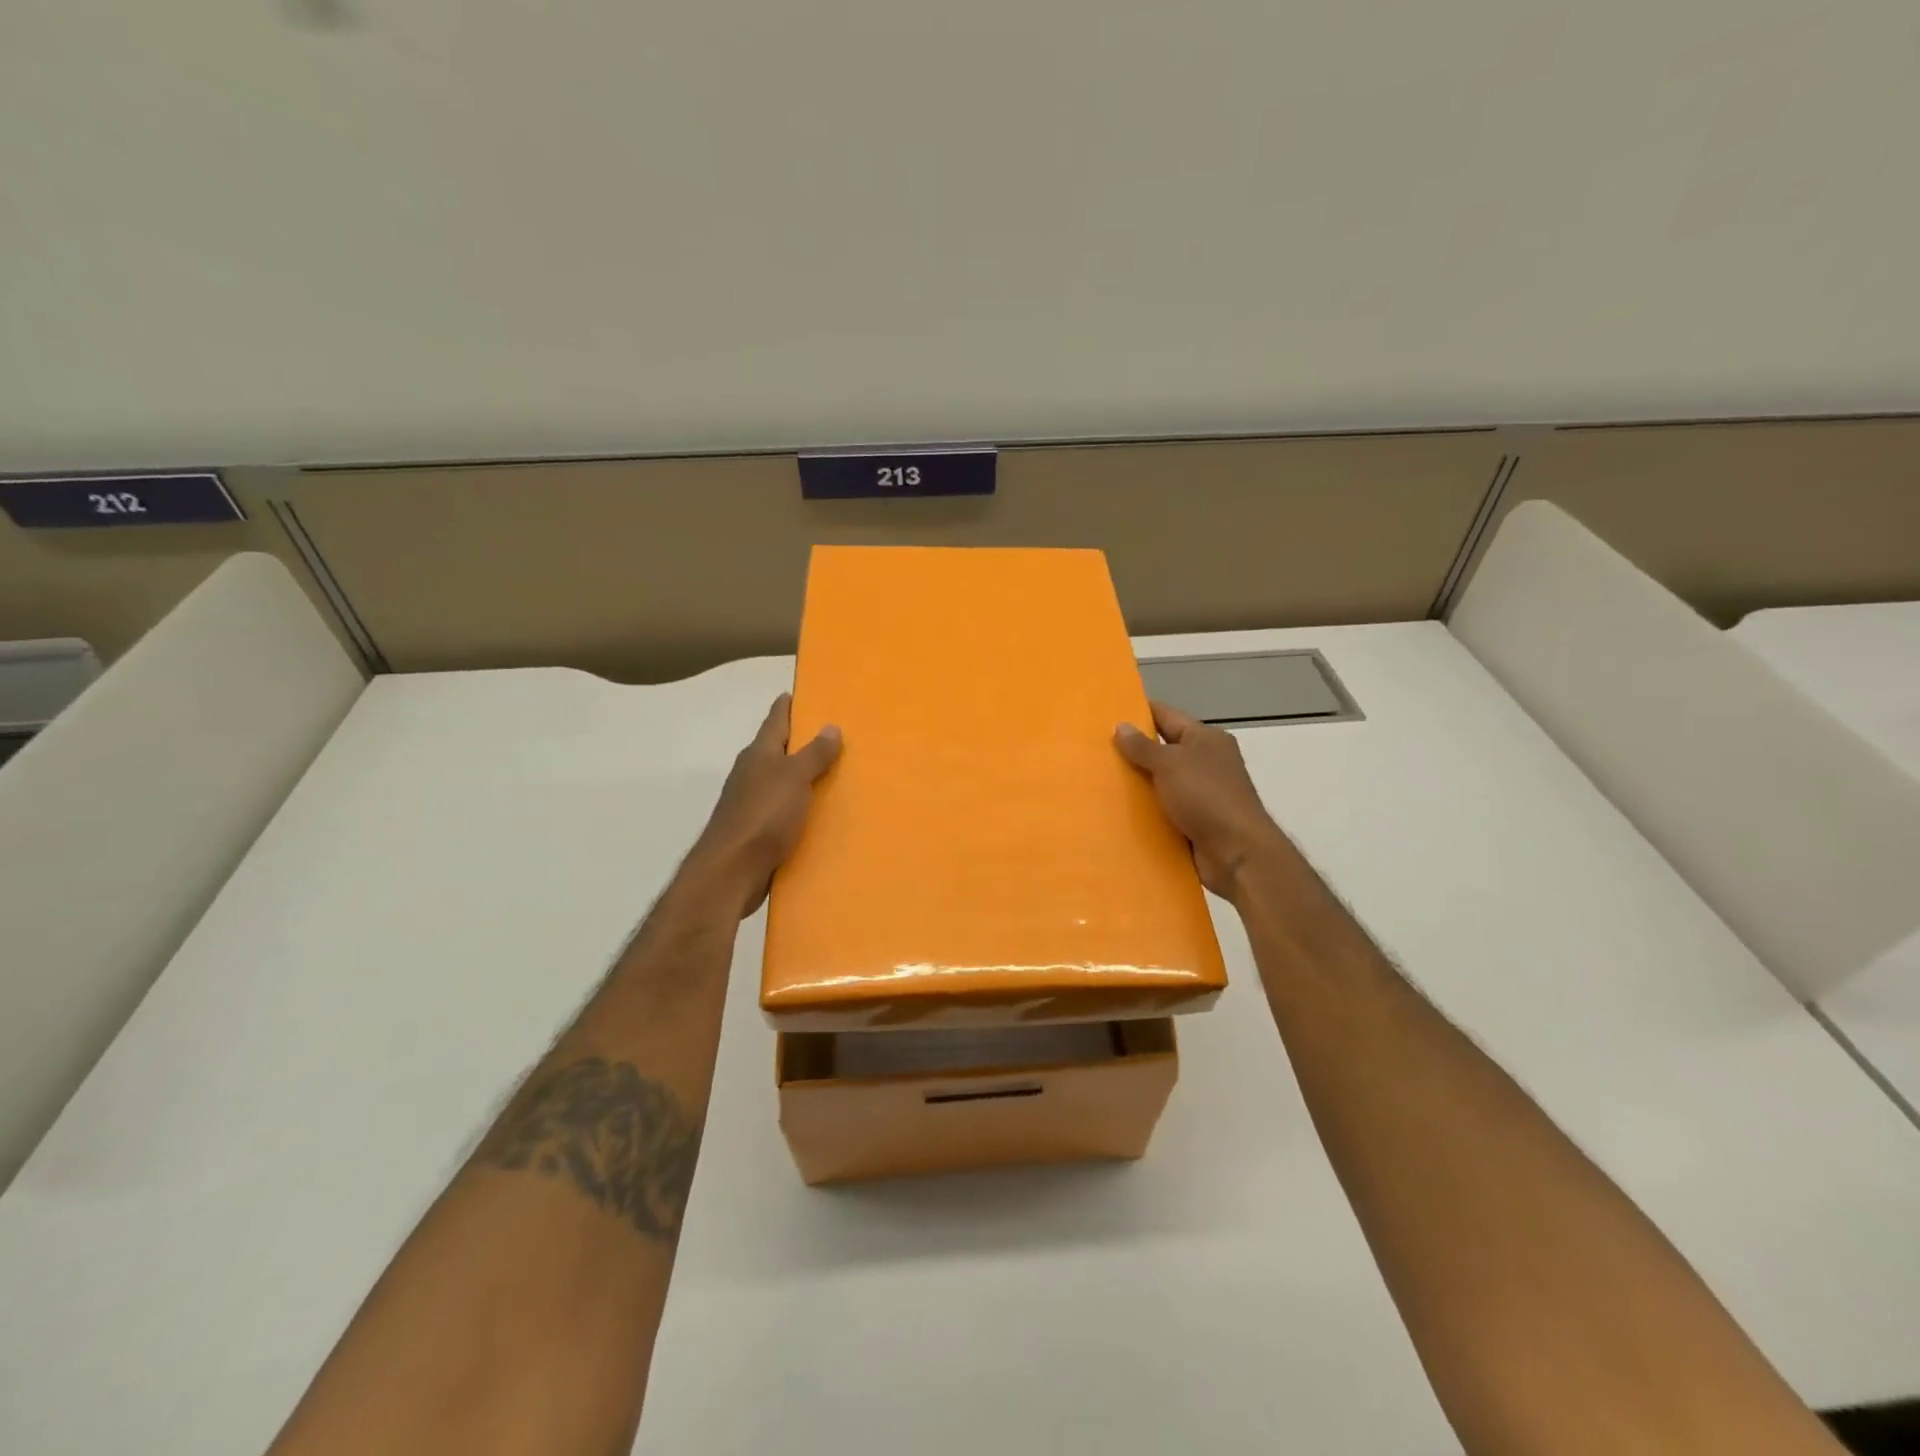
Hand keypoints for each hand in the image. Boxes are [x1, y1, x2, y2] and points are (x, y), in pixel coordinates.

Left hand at [687, 694, 841, 917]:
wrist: (731, 871)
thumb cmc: (763, 816)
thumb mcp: (794, 778)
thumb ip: (813, 754)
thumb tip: (830, 726)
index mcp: (759, 754)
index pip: (775, 720)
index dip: (788, 705)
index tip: (801, 693)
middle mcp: (752, 774)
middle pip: (778, 750)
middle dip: (801, 742)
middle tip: (834, 733)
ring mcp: (751, 803)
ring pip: (782, 782)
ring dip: (803, 777)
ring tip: (835, 774)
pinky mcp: (756, 830)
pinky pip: (784, 810)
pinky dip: (800, 806)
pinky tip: (820, 813)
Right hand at [1115, 700, 1291, 901]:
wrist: (1236, 852)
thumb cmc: (1205, 796)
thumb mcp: (1170, 764)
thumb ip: (1143, 746)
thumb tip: (1121, 725)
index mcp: (1205, 739)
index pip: (1167, 716)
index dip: (1139, 712)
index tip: (1108, 712)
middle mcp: (1206, 762)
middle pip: (1163, 749)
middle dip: (1133, 750)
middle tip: (1095, 749)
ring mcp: (1202, 793)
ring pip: (1161, 782)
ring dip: (1137, 783)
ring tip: (1099, 780)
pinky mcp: (1195, 821)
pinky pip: (1164, 809)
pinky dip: (1146, 810)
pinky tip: (1118, 811)